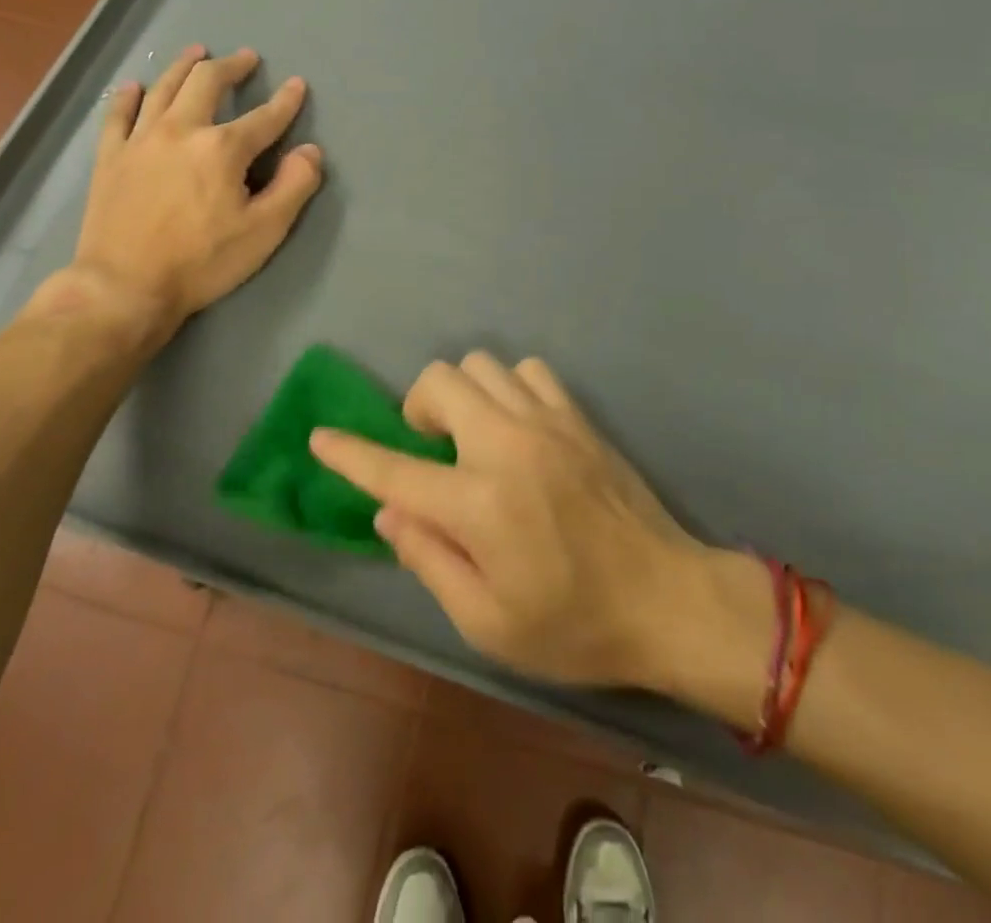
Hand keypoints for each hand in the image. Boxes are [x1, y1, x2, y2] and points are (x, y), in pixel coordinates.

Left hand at [27, 45, 322, 337]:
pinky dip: (128, 96)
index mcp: (223, 148)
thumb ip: (294, 187)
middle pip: (207, 82)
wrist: (124, 286)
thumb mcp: (264, 232)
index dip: (285, 101)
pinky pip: (118, 114)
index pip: (264, 117)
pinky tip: (135, 86)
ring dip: (184, 66)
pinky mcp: (110, 157)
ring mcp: (140, 140)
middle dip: (231, 67)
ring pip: (163, 87)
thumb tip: (310, 152)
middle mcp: (181, 130)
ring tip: (197, 52)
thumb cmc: (202, 262)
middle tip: (246, 58)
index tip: (297, 84)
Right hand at [311, 352, 763, 694]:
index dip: (349, 452)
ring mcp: (547, 422)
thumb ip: (428, 558)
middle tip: (430, 449)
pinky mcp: (578, 416)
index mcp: (479, 503)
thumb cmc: (573, 625)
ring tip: (473, 435)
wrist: (668, 600)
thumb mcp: (486, 622)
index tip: (321, 436)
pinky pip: (528, 370)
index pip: (394, 467)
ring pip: (481, 365)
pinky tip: (517, 425)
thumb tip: (388, 510)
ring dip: (463, 395)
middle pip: (438, 382)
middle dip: (416, 408)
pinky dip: (509, 388)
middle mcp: (507, 445)